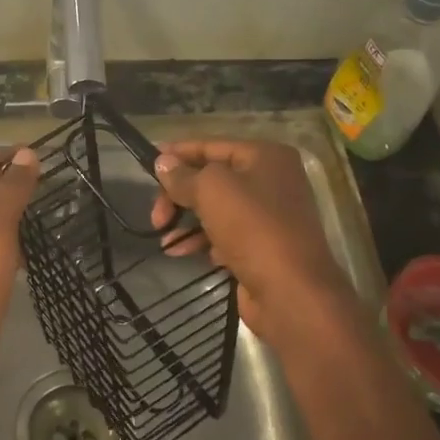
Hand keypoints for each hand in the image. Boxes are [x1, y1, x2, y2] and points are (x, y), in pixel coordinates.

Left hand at [0, 146, 40, 388]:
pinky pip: (5, 248)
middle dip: (16, 179)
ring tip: (53, 205)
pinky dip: (21, 238)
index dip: (8, 157)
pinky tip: (39, 248)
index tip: (39, 149)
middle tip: (54, 175)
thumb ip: (11, 194)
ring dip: (20, 208)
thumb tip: (27, 153)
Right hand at [152, 140, 362, 350]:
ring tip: (163, 238)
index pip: (211, 146)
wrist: (291, 293)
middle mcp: (271, 181)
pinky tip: (182, 252)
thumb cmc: (253, 228)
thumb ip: (183, 175)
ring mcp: (269, 216)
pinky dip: (202, 241)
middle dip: (179, 195)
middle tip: (156, 216)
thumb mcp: (211, 190)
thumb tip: (162, 162)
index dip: (178, 154)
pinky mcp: (263, 248)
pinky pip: (224, 235)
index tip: (147, 164)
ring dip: (186, 221)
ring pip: (216, 209)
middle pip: (211, 179)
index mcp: (266, 156)